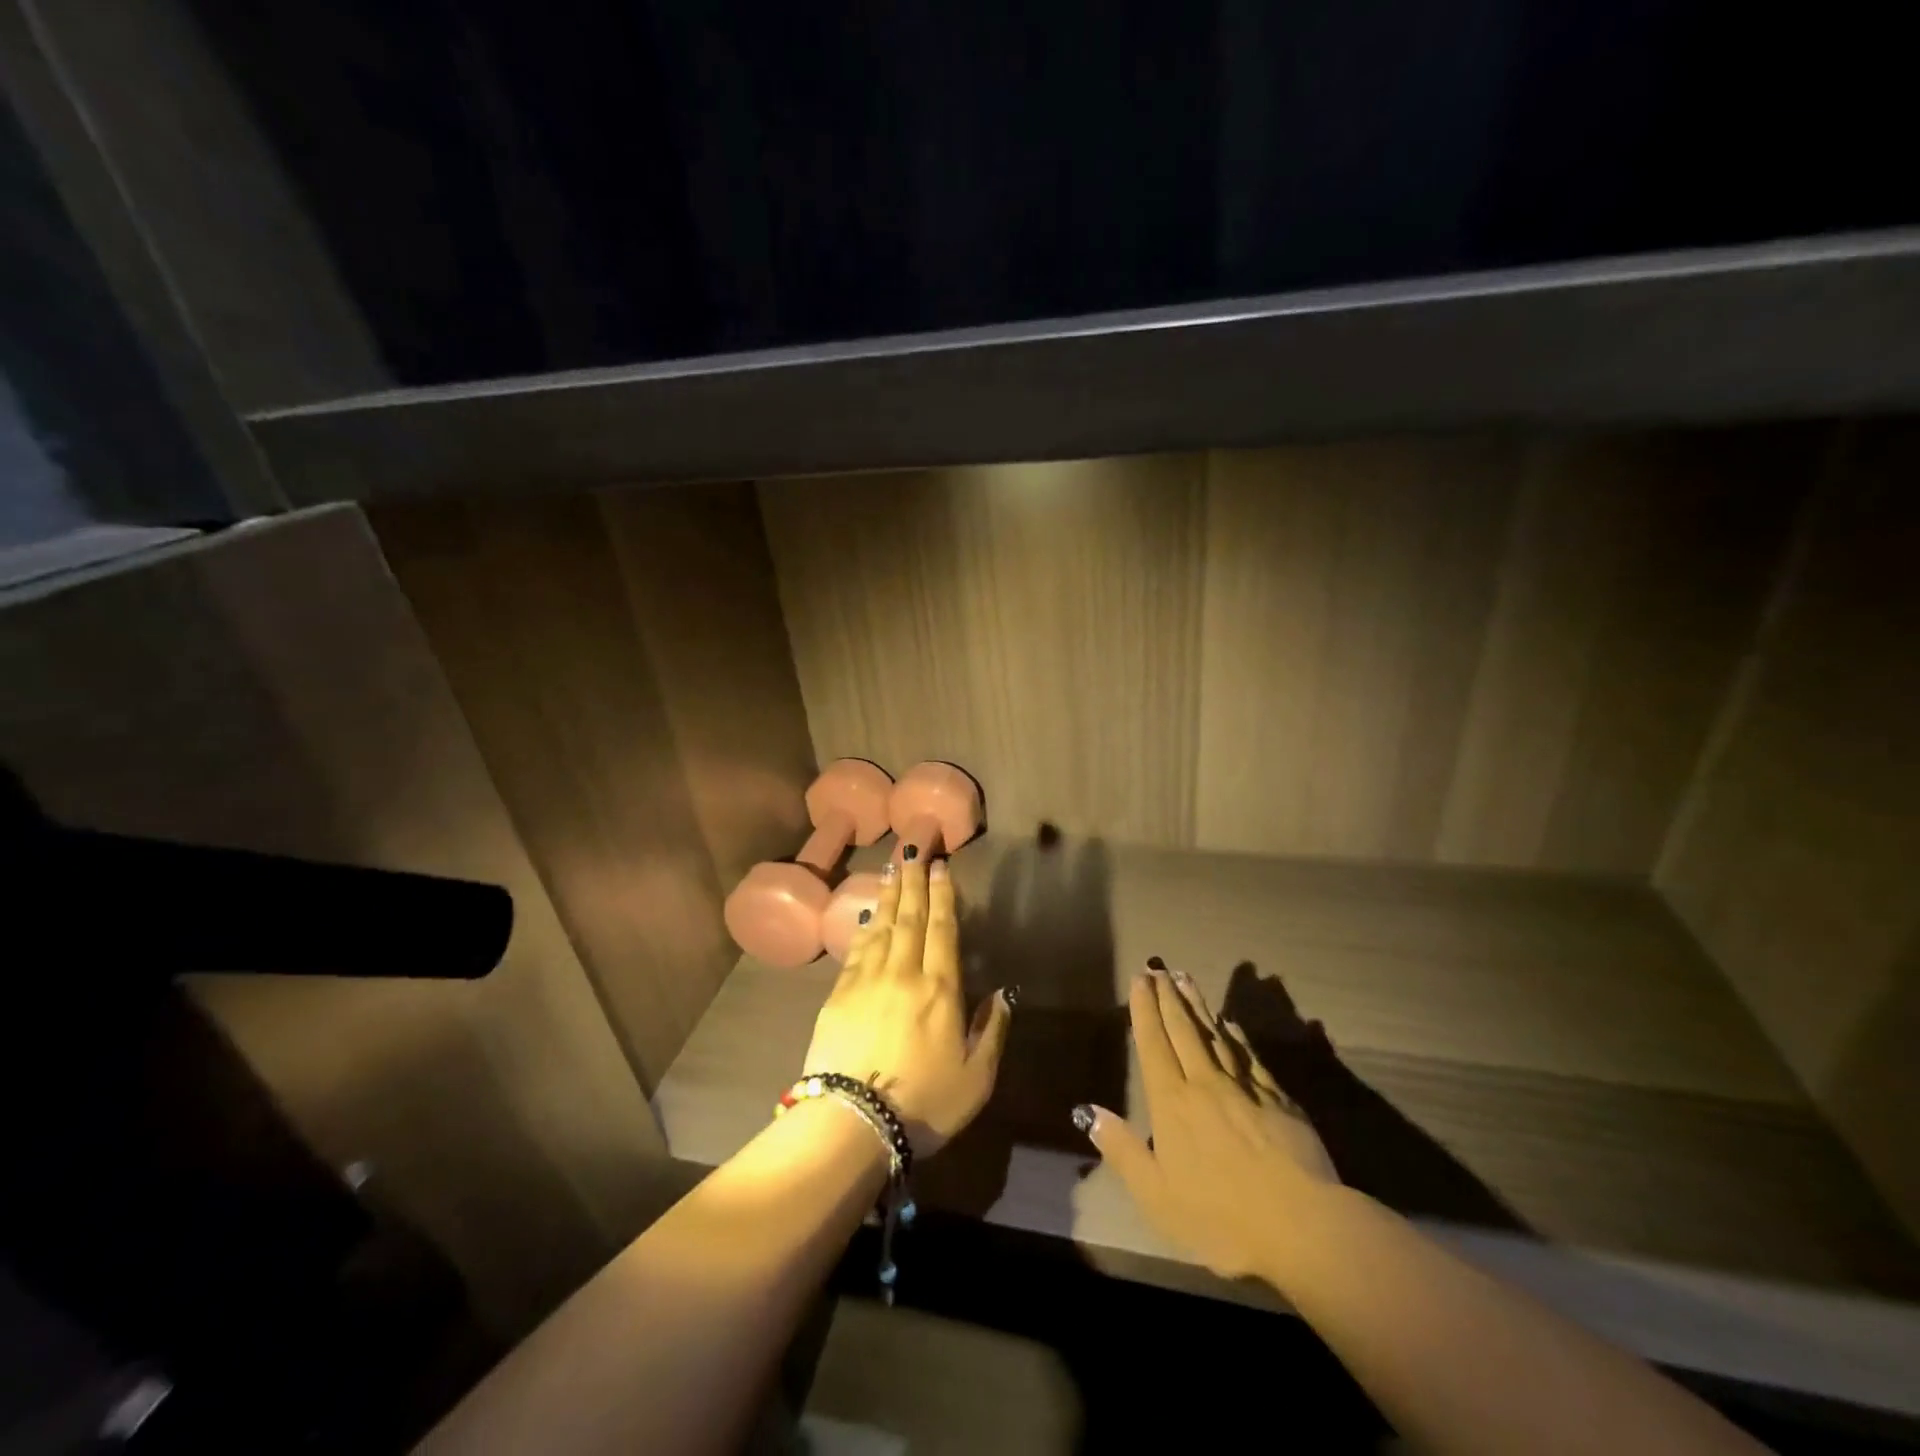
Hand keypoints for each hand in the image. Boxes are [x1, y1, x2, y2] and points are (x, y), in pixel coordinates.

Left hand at [801, 857, 1012, 1156]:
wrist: (853, 1122)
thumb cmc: (923, 1103)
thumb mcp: (976, 1078)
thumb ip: (991, 1031)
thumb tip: (1002, 994)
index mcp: (941, 989)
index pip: (943, 929)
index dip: (943, 896)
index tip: (942, 867)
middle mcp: (904, 973)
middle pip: (910, 917)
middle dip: (914, 881)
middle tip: (915, 848)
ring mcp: (867, 980)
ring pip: (881, 926)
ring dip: (889, 895)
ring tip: (893, 868)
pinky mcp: (839, 993)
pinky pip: (856, 948)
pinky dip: (864, 926)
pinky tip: (867, 912)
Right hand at [1080, 966, 1339, 1284]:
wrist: (1303, 1226)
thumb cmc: (1221, 1218)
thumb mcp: (1157, 1196)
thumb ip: (1122, 1151)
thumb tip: (1087, 1112)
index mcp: (1172, 1104)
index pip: (1153, 1044)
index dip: (1144, 1009)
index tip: (1139, 979)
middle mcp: (1205, 1084)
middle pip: (1183, 1030)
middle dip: (1168, 996)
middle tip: (1159, 968)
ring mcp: (1245, 1088)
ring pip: (1216, 1035)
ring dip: (1198, 1005)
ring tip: (1186, 979)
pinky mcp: (1280, 1099)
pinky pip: (1250, 1056)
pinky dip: (1237, 1035)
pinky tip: (1231, 1024)